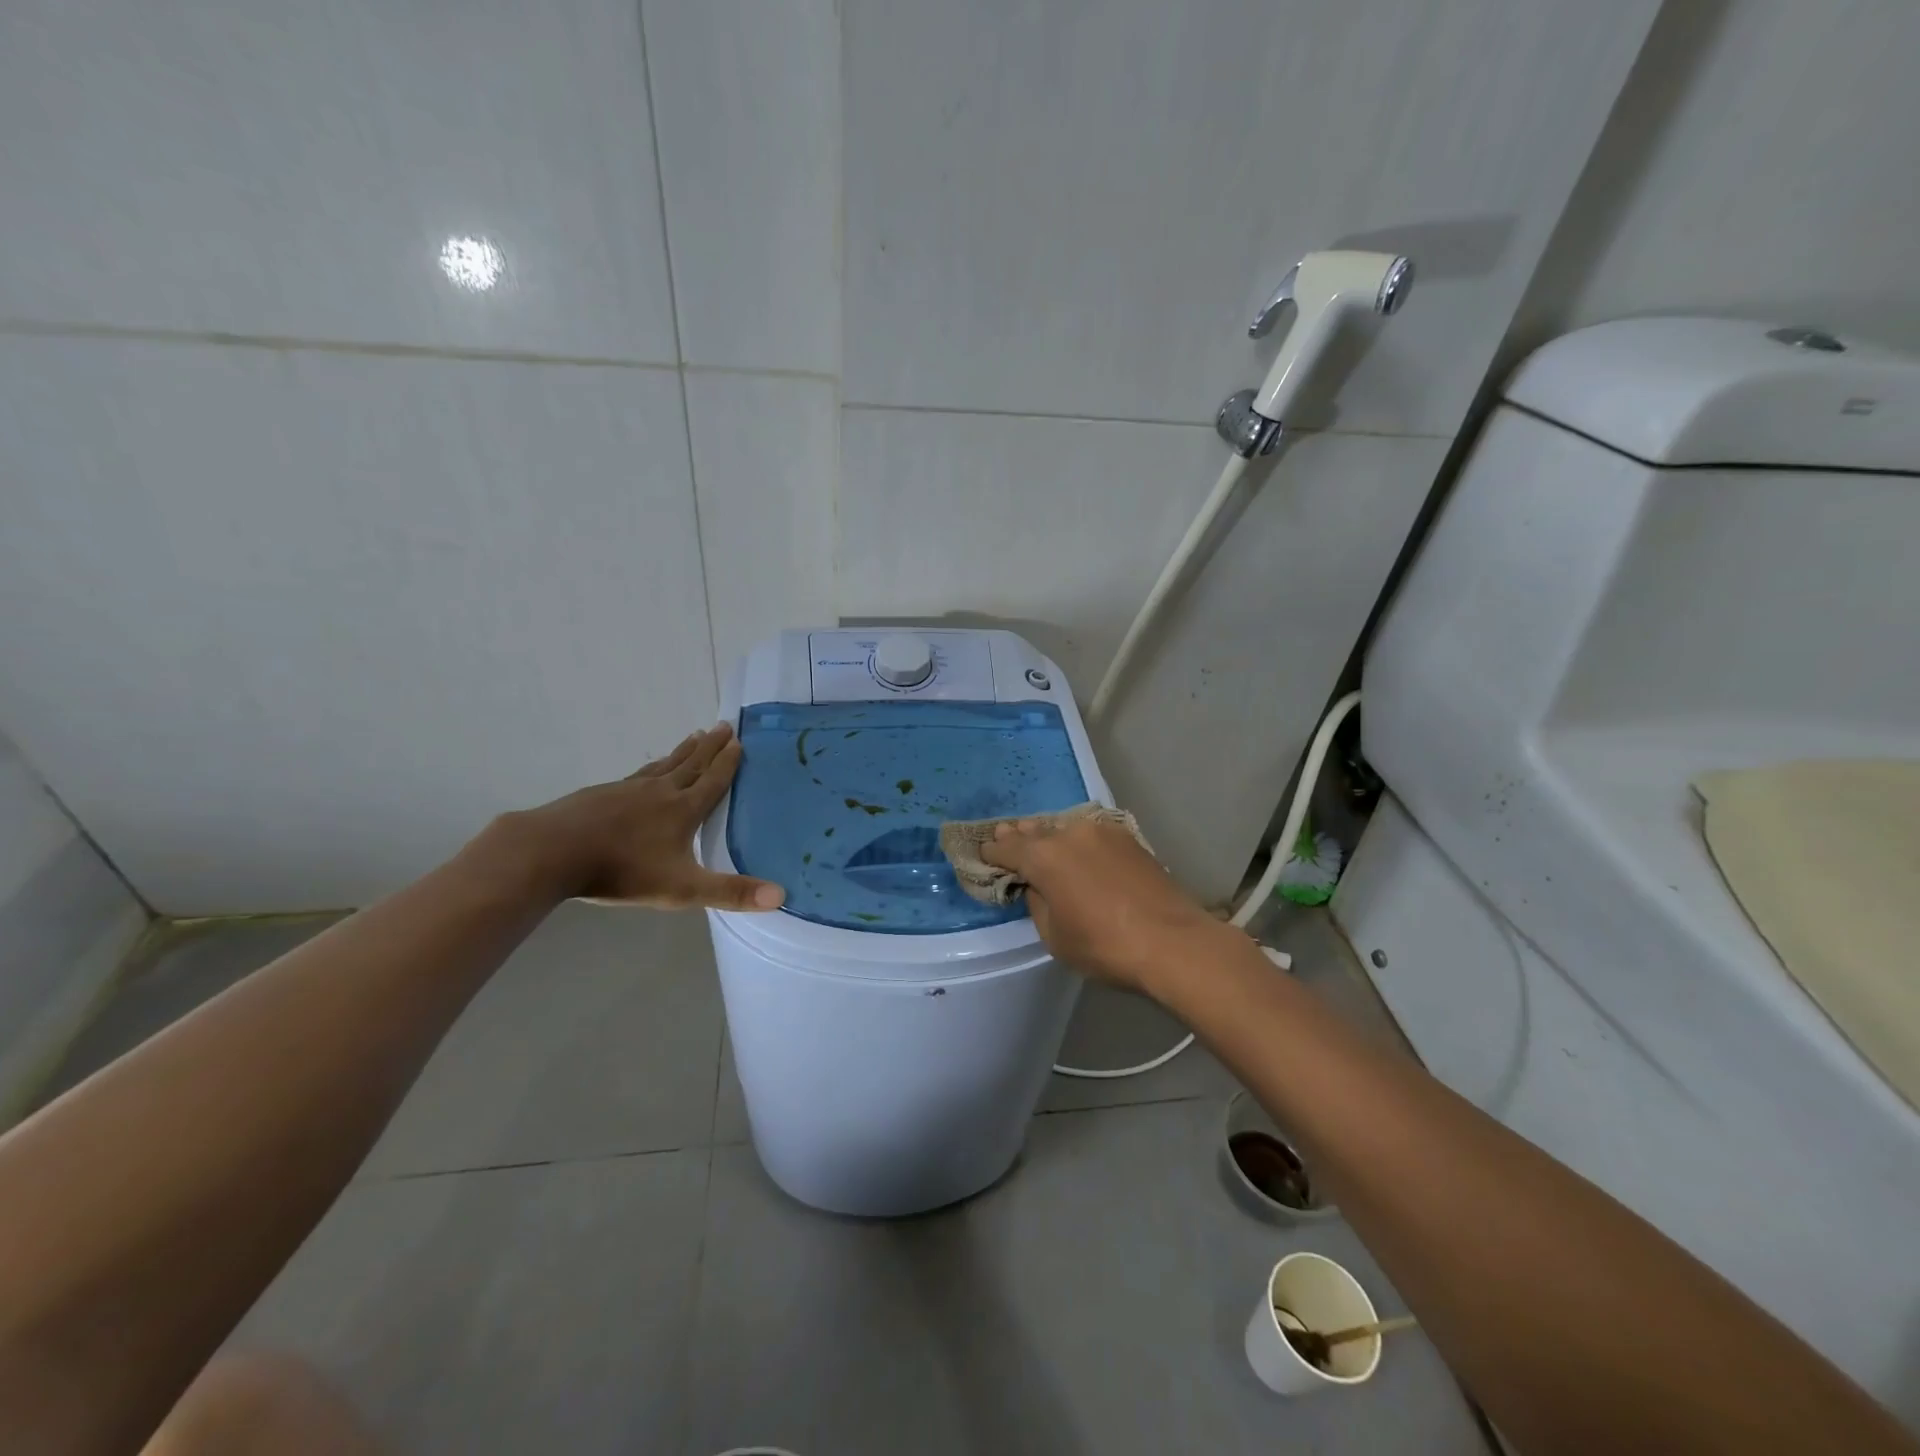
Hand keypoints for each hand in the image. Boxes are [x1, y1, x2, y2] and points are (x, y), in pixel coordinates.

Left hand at [514, 723, 783, 910]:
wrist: (553, 852)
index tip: (739, 740)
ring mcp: (627, 789)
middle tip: (723, 724)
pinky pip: (637, 774)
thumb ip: (730, 893)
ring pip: (664, 765)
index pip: (713, 781)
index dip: (728, 763)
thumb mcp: (682, 889)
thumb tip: (781, 896)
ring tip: (694, 736)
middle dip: (710, 746)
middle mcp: (660, 792)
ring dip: (683, 751)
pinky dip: (652, 766)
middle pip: (691, 764)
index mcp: (682, 810)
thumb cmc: (622, 871)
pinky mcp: (601, 794)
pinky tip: (647, 770)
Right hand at [979, 816, 1238, 992]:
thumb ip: (1038, 903)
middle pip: (1034, 831)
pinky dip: (1075, 840)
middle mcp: (1068, 833)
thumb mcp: (1055, 936)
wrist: (1173, 942)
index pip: (1006, 848)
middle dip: (1018, 836)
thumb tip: (1038, 886)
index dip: (991, 853)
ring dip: (1048, 835)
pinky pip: (1089, 834)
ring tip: (1039, 840)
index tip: (983, 856)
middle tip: (1004, 836)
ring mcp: (1101, 831)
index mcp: (1043, 857)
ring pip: (1063, 828)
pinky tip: (1076, 849)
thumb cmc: (1105, 946)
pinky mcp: (1127, 838)